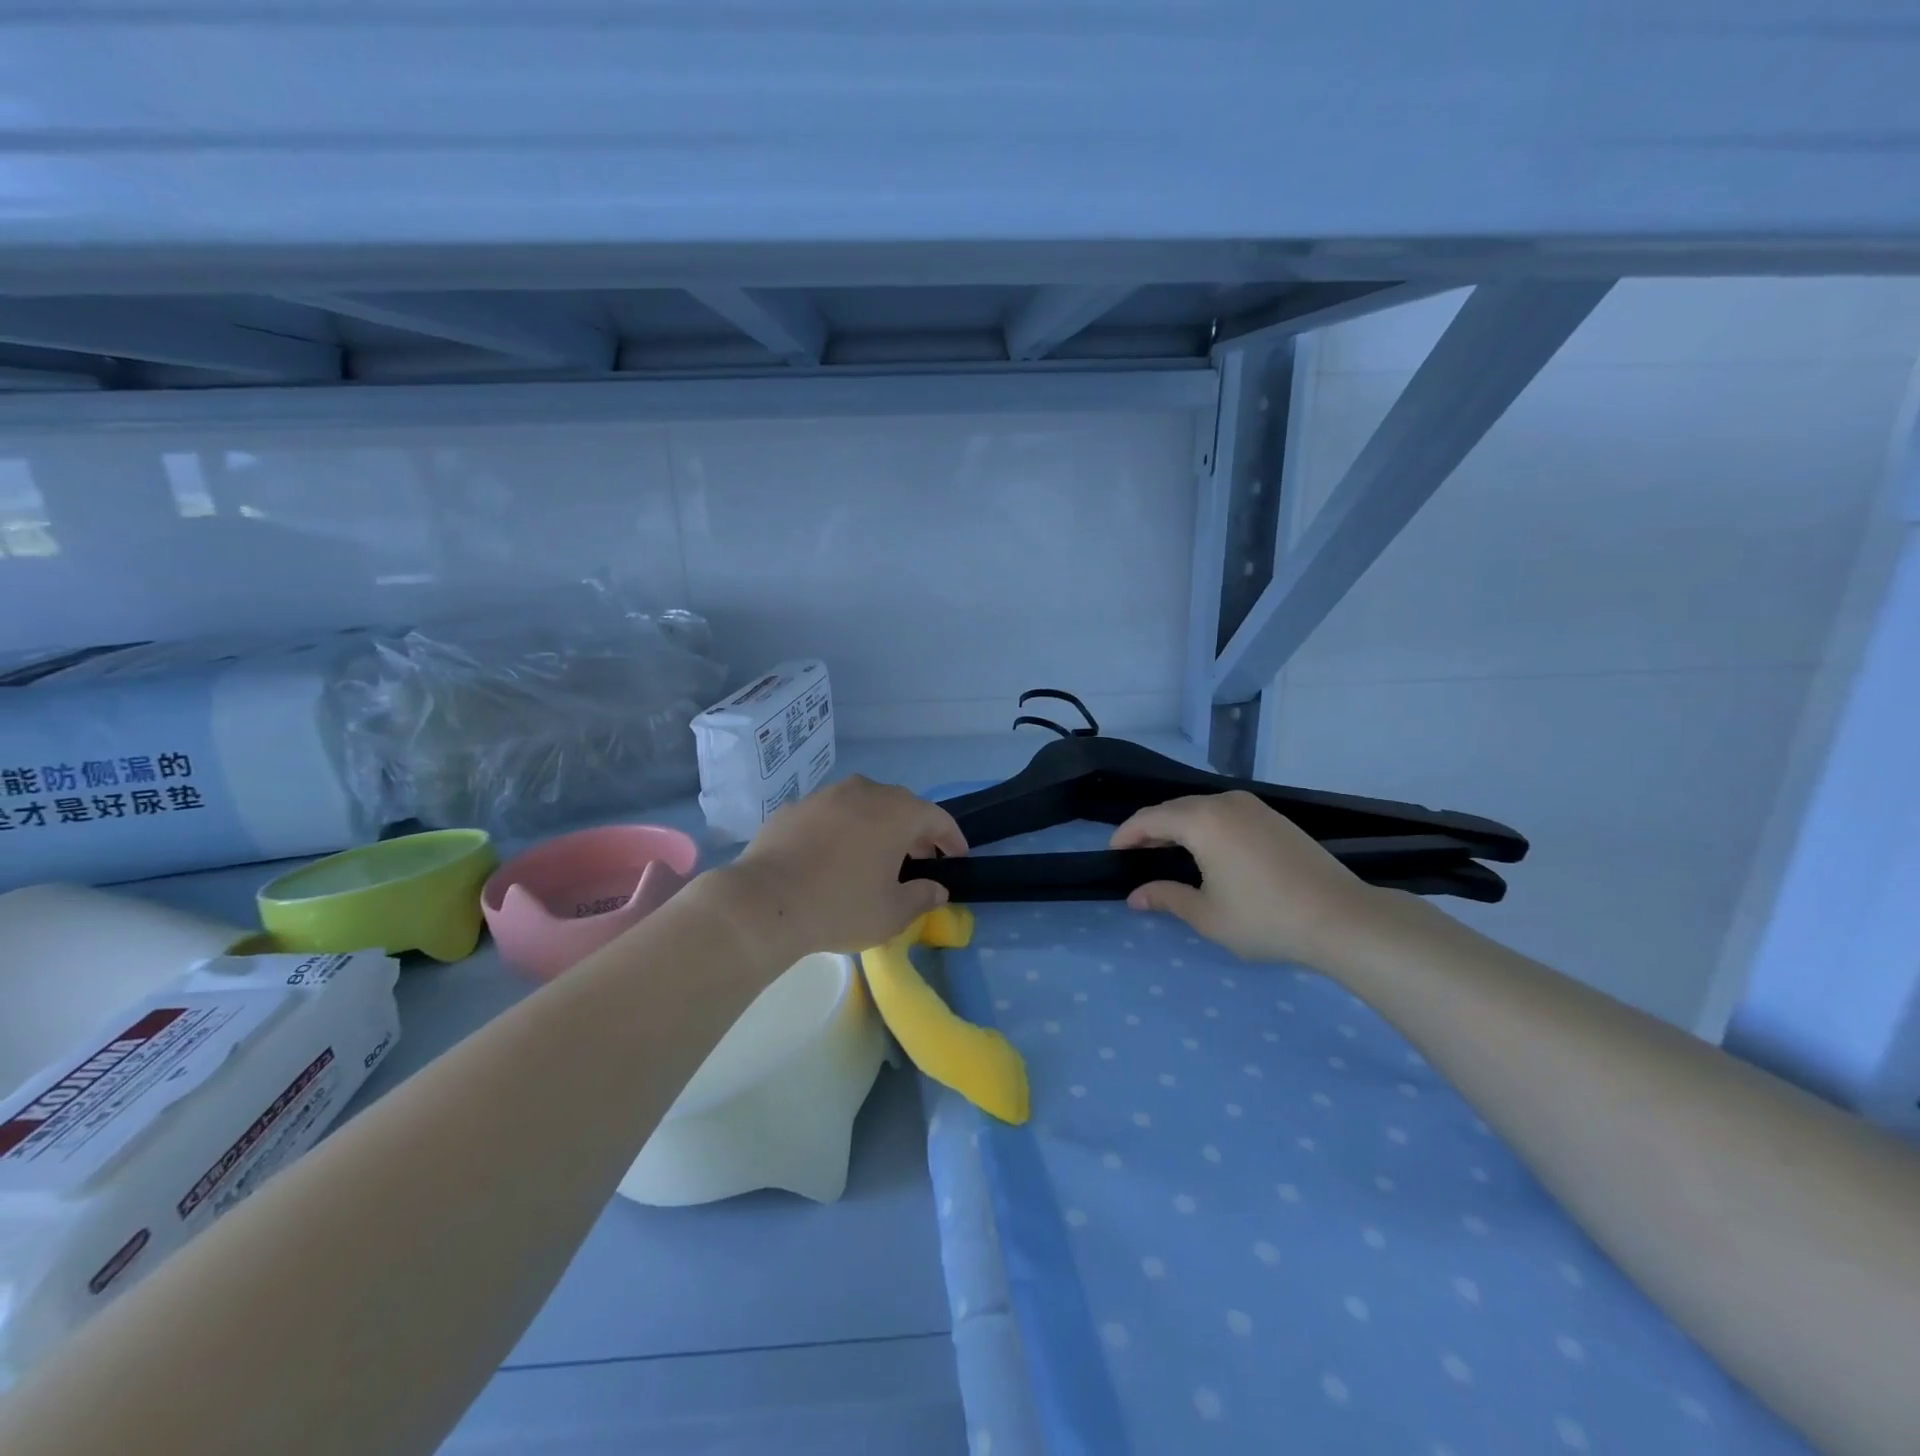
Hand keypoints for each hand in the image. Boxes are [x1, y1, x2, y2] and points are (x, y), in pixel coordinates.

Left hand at [719, 776, 967, 956]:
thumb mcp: (891, 913)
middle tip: (920, 859)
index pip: (937, 818)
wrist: (763, 903)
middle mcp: (864, 791)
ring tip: (876, 856)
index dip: (952, 839)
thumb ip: (922, 897)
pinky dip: (841, 829)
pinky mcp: (794, 807)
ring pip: (863, 805)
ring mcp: (825, 795)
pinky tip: (832, 856)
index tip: (957, 858)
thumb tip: (937, 889)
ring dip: (876, 826)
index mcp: (896, 812)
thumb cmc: (840, 907)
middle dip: (915, 831)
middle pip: (900, 806)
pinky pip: (830, 814)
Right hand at [1110, 791, 1378, 968]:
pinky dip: (1205, 827)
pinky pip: (1225, 813)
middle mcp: (1225, 803)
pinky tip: (1207, 852)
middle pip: (1174, 809)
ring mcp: (1254, 807)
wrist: (1342, 918)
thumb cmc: (1266, 918)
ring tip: (1167, 855)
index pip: (1149, 819)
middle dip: (1150, 830)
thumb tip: (1136, 896)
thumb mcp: (1207, 915)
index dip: (1126, 835)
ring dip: (1179, 827)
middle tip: (1136, 857)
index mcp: (1202, 821)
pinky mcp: (1274, 818)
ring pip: (1201, 809)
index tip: (1112, 853)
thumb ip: (1166, 898)